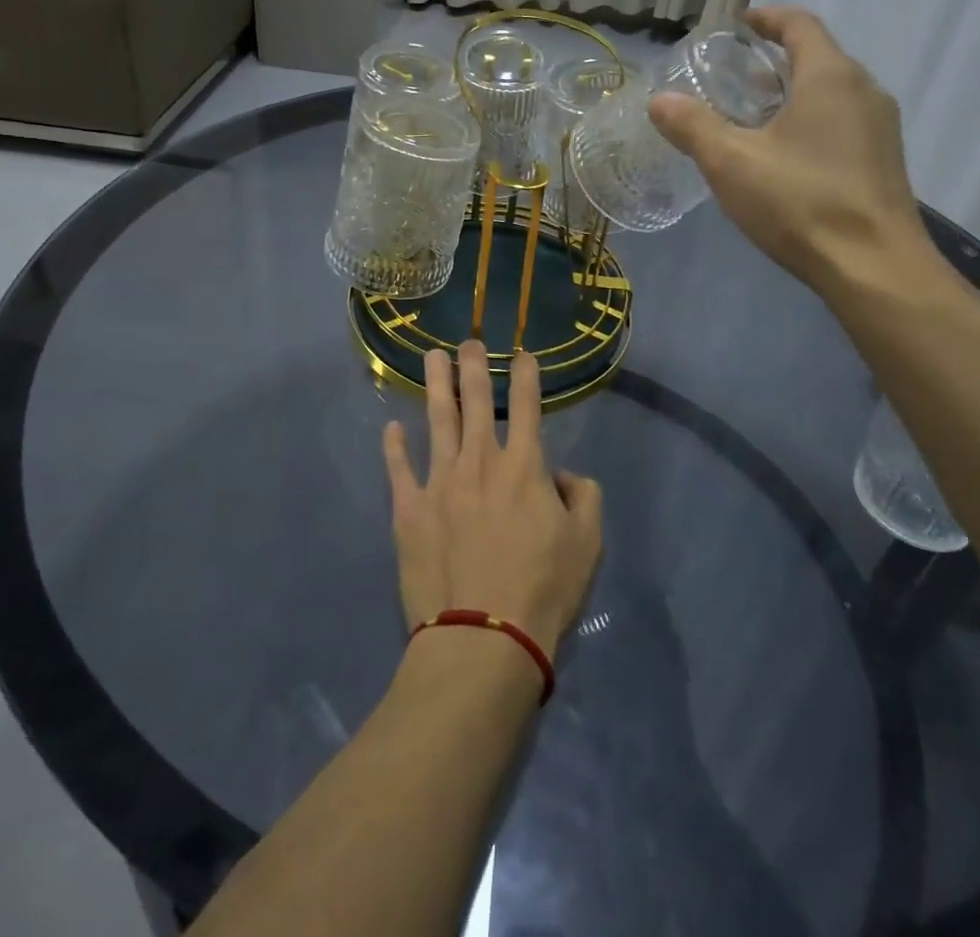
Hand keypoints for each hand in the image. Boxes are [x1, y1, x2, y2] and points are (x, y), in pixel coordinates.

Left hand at [382, 342, 602, 659]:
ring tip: (430, 357)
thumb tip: (562, 475)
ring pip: (437, 421)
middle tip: (468, 341)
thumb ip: (584, 497)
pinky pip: (399, 470)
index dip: (526, 376)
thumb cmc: (543, 590)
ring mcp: (439, 483)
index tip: (522, 353)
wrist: (483, 637)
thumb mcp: (587, 543)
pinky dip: (394, 447)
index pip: (527, 407)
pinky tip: (391, 427)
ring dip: (434, 386)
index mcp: (523, 466)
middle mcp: (479, 462)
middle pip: (475, 402)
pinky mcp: (409, 511)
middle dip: (473, 367)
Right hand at [648, 7, 932, 292]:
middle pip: (817, 58)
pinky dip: (808, 122)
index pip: (800, 25)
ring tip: (750, 116)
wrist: (874, 267)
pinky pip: (841, 123)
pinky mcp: (882, 162)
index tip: (738, 24)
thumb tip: (659, 101)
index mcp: (830, 77)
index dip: (767, 18)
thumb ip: (693, 126)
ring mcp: (879, 129)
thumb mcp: (731, 162)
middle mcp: (864, 92)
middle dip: (774, 61)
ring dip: (790, 94)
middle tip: (733, 77)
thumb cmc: (801, 202)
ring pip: (830, 93)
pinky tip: (781, 156)